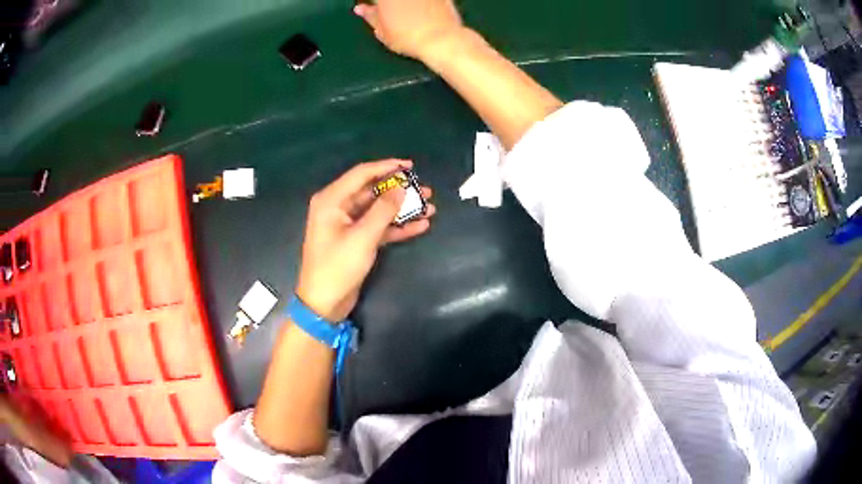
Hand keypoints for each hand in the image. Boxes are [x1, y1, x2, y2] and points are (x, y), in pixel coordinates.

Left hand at [295, 159, 434, 321]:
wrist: (324, 303)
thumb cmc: (338, 266)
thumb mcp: (363, 236)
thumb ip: (383, 210)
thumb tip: (401, 187)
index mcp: (332, 200)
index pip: (362, 174)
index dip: (387, 167)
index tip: (410, 166)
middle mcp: (339, 207)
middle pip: (373, 191)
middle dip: (399, 191)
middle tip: (425, 190)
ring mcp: (347, 224)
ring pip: (378, 210)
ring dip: (402, 209)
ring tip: (429, 208)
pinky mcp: (356, 240)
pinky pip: (379, 227)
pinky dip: (397, 226)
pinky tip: (420, 226)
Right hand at [354, 0, 463, 60]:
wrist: (441, 39)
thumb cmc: (408, 37)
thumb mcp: (382, 31)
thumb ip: (370, 16)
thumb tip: (361, 9)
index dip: (371, 4)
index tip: (369, 8)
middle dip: (386, 4)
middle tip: (387, 12)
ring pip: (407, 0)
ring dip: (406, 4)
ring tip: (406, 14)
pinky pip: (426, 1)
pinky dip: (422, 4)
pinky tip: (422, 11)